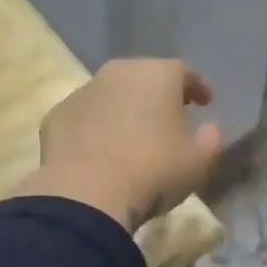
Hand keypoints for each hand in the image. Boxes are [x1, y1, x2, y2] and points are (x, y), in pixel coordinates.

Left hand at [23, 59, 222, 231]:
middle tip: (168, 116)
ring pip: (110, 95)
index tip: (205, 103)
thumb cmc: (153, 171)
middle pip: (143, 77)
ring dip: (123, 110)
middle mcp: (118, 73)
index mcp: (157, 75)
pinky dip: (94, 129)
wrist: (86, 194)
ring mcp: (82, 92)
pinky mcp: (56, 117)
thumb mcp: (198, 163)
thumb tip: (210, 130)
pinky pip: (84, 118)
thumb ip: (210, 140)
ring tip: (132, 137)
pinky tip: (99, 152)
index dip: (197, 87)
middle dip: (157, 94)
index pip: (184, 72)